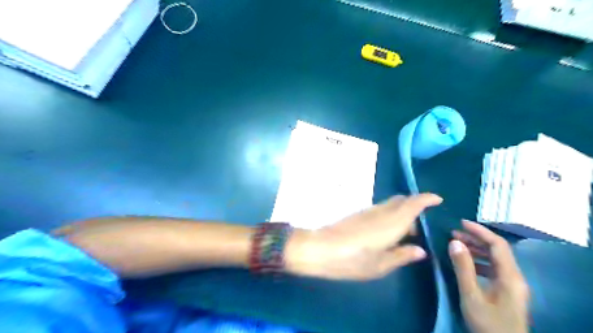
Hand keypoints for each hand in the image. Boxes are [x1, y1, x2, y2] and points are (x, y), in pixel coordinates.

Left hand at [285, 192, 441, 279]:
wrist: (319, 248)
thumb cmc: (352, 260)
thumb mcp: (380, 265)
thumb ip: (401, 255)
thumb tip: (420, 250)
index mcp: (392, 222)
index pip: (413, 203)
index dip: (426, 198)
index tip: (438, 199)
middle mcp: (381, 212)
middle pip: (402, 200)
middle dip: (414, 207)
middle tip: (419, 228)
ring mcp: (367, 211)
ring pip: (390, 204)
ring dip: (401, 212)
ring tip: (404, 233)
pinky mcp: (357, 214)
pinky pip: (380, 209)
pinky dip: (389, 214)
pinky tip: (385, 232)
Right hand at [450, 220, 528, 332]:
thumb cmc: (488, 323)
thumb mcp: (471, 295)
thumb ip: (463, 267)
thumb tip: (454, 242)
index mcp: (510, 276)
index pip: (497, 244)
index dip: (479, 231)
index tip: (460, 223)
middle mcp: (515, 277)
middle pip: (497, 250)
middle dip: (475, 239)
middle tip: (453, 234)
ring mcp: (513, 285)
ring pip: (495, 259)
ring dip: (476, 249)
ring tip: (456, 245)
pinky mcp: (508, 291)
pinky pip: (494, 269)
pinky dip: (479, 261)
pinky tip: (466, 263)